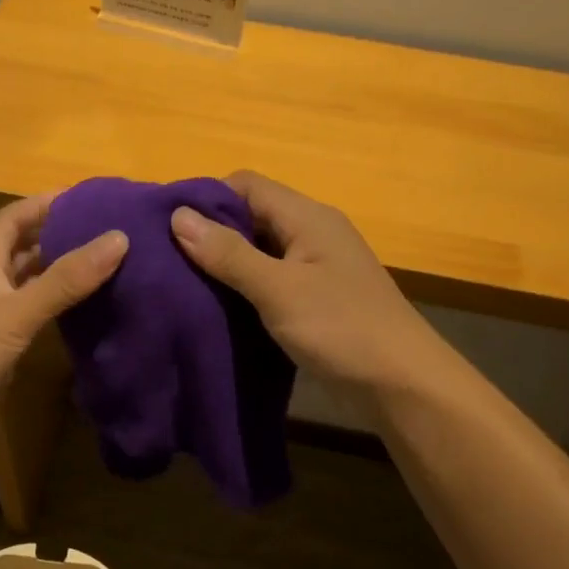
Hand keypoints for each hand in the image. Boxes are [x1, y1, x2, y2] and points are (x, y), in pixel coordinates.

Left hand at [0, 192, 125, 446]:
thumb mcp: (17, 311)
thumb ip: (66, 279)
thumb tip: (119, 238)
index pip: (14, 218)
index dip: (46, 203)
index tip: (89, 197)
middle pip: (24, 248)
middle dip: (60, 236)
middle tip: (109, 232)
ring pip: (30, 284)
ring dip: (61, 274)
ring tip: (107, 265)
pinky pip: (34, 317)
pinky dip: (58, 308)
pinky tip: (87, 311)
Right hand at [170, 171, 441, 394]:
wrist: (401, 383)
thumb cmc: (341, 329)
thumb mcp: (278, 289)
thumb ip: (229, 254)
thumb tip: (178, 216)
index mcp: (307, 217)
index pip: (246, 185)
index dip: (206, 199)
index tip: (167, 227)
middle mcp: (312, 233)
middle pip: (251, 215)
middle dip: (210, 233)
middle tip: (167, 260)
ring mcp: (316, 267)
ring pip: (259, 250)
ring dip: (225, 263)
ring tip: (183, 284)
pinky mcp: (316, 298)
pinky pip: (270, 279)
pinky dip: (243, 287)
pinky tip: (218, 307)